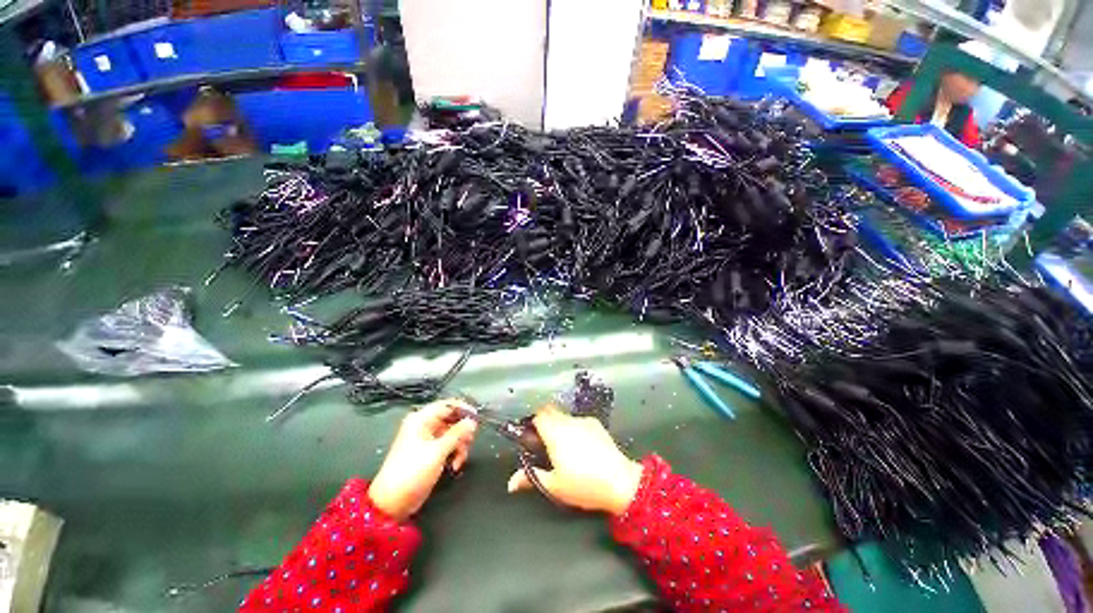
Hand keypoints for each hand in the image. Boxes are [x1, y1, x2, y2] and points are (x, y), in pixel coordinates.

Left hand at [368, 398, 477, 520]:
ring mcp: (427, 439)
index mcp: (421, 420)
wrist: (392, 503)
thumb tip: (472, 421)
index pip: (447, 405)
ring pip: (453, 433)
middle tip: (469, 442)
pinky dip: (455, 452)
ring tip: (460, 459)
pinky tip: (455, 465)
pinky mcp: (430, 452)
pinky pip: (449, 445)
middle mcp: (424, 426)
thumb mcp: (438, 451)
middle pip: (452, 419)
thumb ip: (457, 434)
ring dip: (460, 445)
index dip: (463, 409)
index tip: (476, 418)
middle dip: (462, 432)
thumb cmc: (412, 472)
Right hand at [507, 405, 642, 515]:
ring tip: (564, 445)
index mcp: (555, 434)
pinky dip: (574, 427)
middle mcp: (567, 422)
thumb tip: (510, 483)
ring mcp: (583, 421)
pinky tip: (581, 444)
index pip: (538, 416)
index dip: (533, 422)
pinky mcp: (595, 423)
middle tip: (544, 440)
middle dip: (545, 421)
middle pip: (550, 411)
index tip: (531, 434)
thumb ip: (531, 478)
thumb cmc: (583, 485)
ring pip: (564, 416)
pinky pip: (578, 420)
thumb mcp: (554, 485)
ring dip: (559, 424)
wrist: (619, 481)